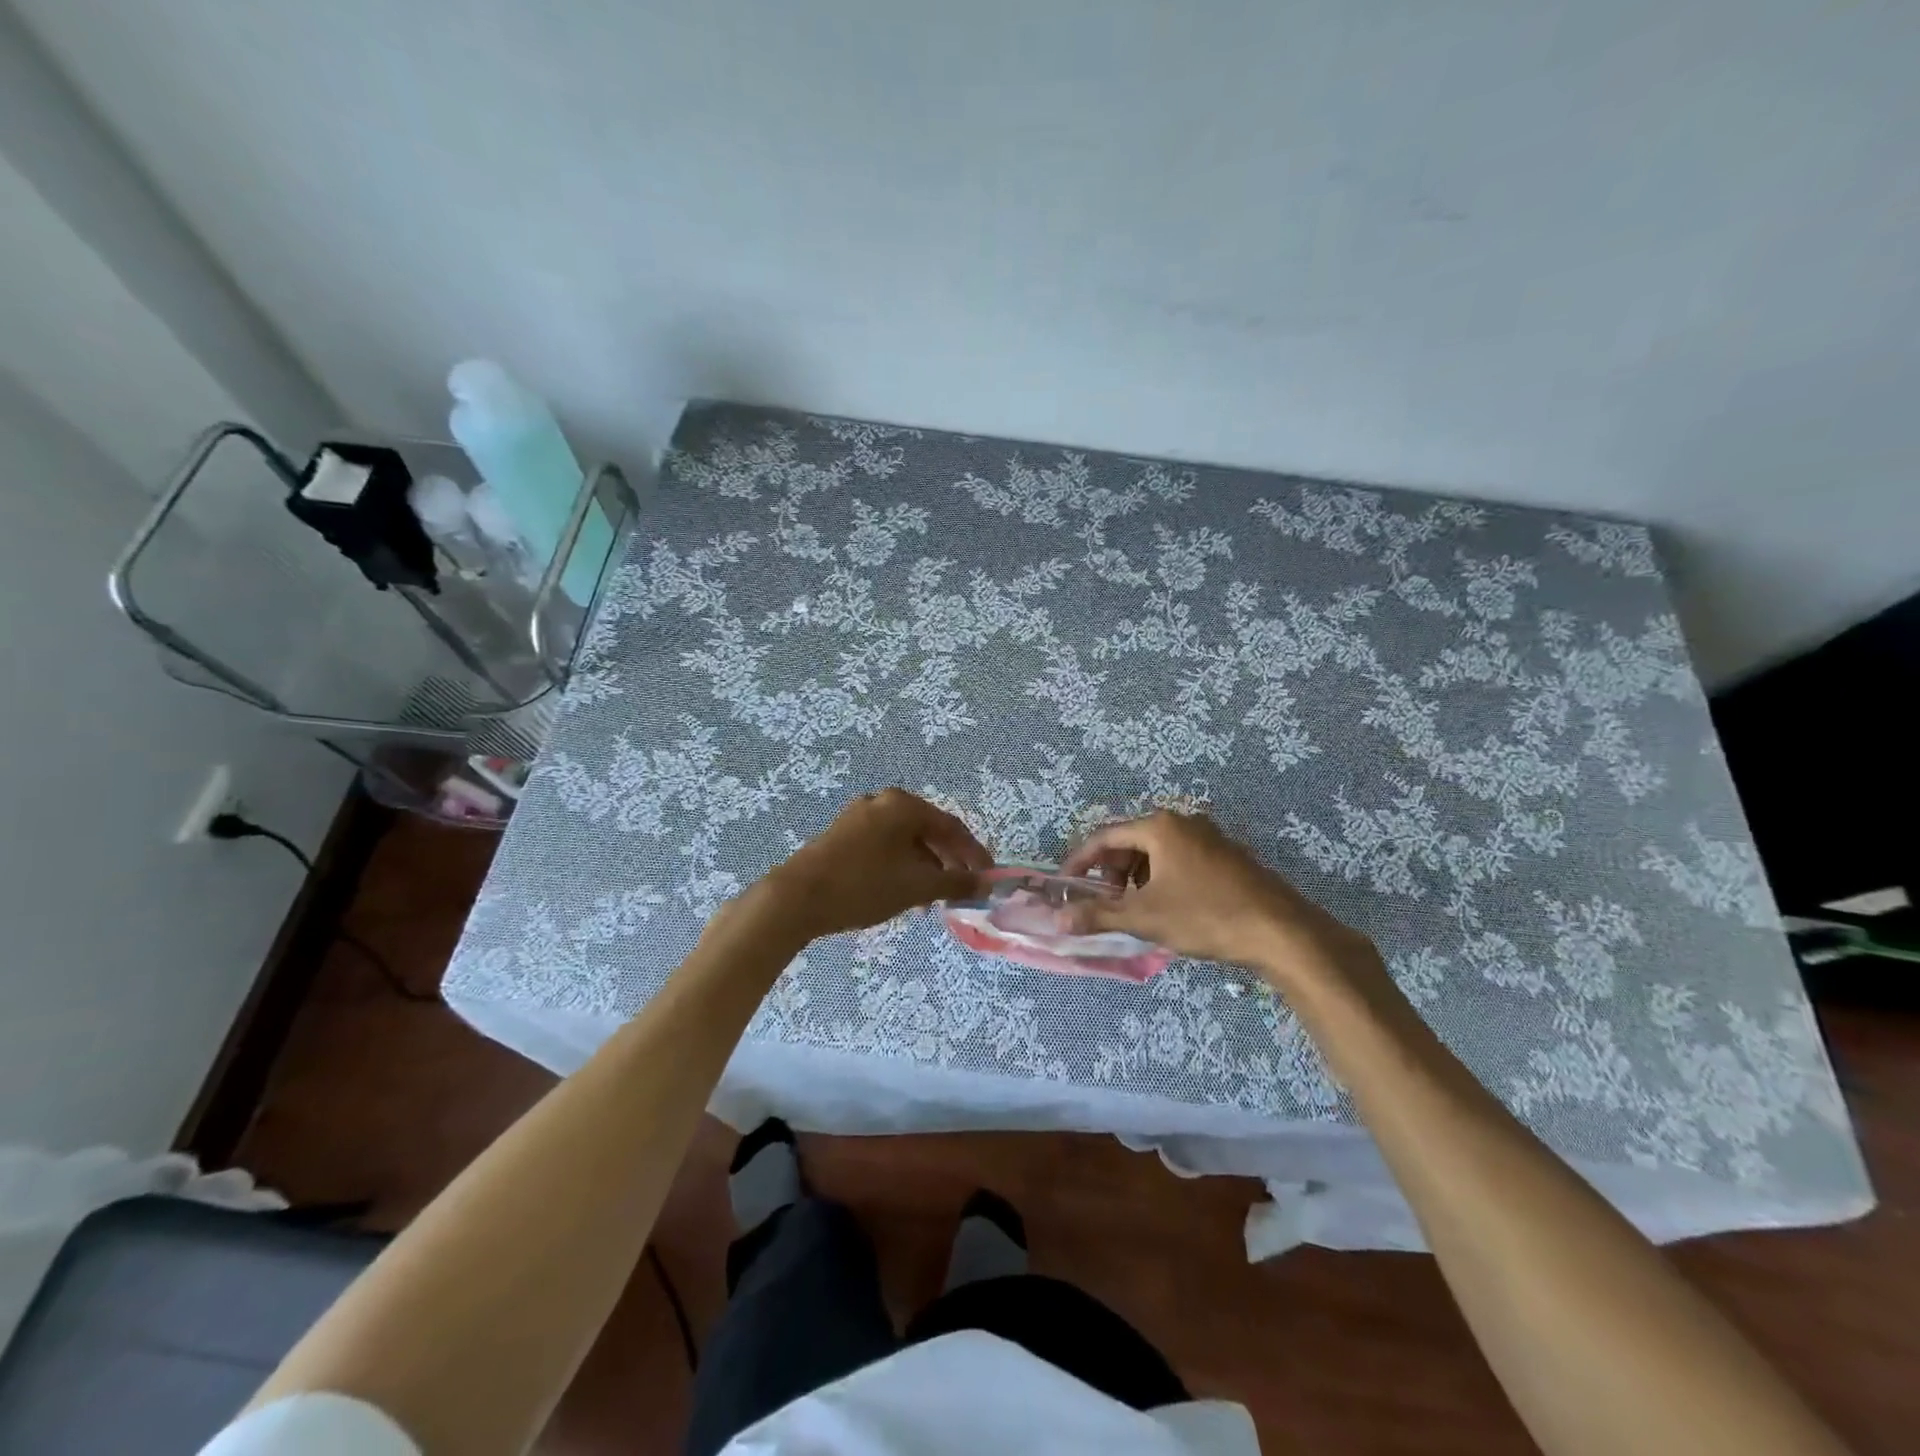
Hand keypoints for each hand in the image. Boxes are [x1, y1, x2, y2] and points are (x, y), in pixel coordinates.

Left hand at [760, 788, 991, 939]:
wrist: (796, 898)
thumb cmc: (864, 886)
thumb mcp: (916, 886)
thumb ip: (955, 883)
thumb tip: (984, 884)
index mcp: (904, 805)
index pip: (951, 827)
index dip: (974, 854)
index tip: (988, 878)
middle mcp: (882, 802)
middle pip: (928, 831)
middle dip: (948, 862)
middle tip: (961, 890)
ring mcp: (859, 816)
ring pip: (905, 842)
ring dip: (924, 868)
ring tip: (931, 900)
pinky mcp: (843, 834)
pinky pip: (884, 847)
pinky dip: (901, 867)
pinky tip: (903, 894)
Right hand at [1060, 810, 1381, 991]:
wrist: (1280, 931)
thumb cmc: (1205, 916)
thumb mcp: (1145, 917)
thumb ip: (1098, 914)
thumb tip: (1059, 919)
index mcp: (1160, 827)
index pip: (1105, 836)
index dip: (1080, 861)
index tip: (1065, 884)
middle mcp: (1183, 822)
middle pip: (1131, 841)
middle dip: (1110, 871)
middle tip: (1103, 901)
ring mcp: (1209, 837)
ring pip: (1156, 851)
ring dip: (1136, 877)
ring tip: (1135, 908)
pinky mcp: (1227, 856)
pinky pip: (1180, 859)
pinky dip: (1161, 878)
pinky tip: (1168, 908)